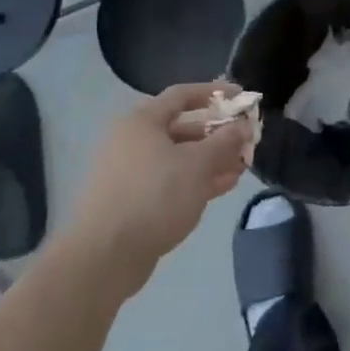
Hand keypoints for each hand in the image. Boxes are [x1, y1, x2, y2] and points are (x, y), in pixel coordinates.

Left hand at [68, 82, 250, 298]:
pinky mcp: (132, 201)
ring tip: (241, 168)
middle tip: (245, 142)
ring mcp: (131, 172)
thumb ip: (224, 141)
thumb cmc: (154, 196)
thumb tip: (243, 125)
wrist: (103, 257)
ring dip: (211, 160)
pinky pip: (170, 181)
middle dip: (217, 134)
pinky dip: (195, 180)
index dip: (214, 93)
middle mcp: (133, 141)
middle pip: (182, 128)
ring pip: (178, 158)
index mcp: (142, 122)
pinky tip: (222, 187)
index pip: (182, 95)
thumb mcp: (197, 165)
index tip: (242, 98)